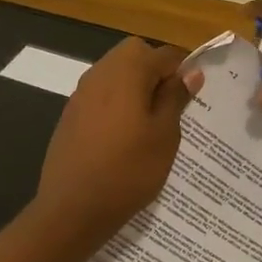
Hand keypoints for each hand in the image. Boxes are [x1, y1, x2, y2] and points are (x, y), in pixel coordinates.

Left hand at [34, 37, 202, 240]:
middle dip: (156, 74)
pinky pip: (101, 95)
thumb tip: (190, 72)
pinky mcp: (70, 113)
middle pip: (135, 55)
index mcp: (127, 70)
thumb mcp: (165, 135)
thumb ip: (176, 97)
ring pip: (116, 74)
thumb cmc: (128, 170)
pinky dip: (116, 104)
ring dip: (135, 88)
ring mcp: (81, 92)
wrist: (72, 208)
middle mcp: (100, 72)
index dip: (183, 72)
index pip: (165, 54)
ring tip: (149, 126)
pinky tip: (122, 137)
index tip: (191, 101)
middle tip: (170, 110)